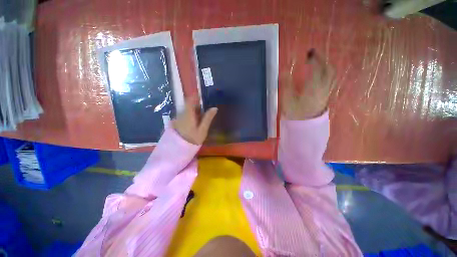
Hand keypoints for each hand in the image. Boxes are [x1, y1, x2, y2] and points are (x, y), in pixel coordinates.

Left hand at [172, 99, 217, 144]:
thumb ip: (208, 118)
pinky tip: (195, 123)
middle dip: (196, 105)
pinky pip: (184, 115)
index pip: (190, 101)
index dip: (195, 96)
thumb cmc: (192, 139)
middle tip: (204, 110)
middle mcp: (181, 114)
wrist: (178, 150)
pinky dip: (190, 116)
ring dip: (193, 111)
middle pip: (188, 105)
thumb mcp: (202, 129)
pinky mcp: (177, 123)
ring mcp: (178, 118)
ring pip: (186, 110)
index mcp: (188, 114)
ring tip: (201, 118)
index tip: (201, 95)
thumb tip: (214, 108)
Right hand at [281, 49, 334, 119]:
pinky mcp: (326, 96)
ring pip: (330, 75)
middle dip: (321, 60)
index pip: (316, 68)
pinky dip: (325, 73)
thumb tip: (284, 71)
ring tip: (317, 63)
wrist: (304, 125)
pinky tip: (319, 74)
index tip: (308, 53)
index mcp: (313, 87)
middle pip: (328, 70)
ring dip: (325, 66)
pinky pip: (329, 80)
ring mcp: (326, 92)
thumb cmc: (295, 112)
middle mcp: (323, 87)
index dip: (313, 59)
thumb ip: (286, 84)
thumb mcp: (287, 99)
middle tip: (313, 56)